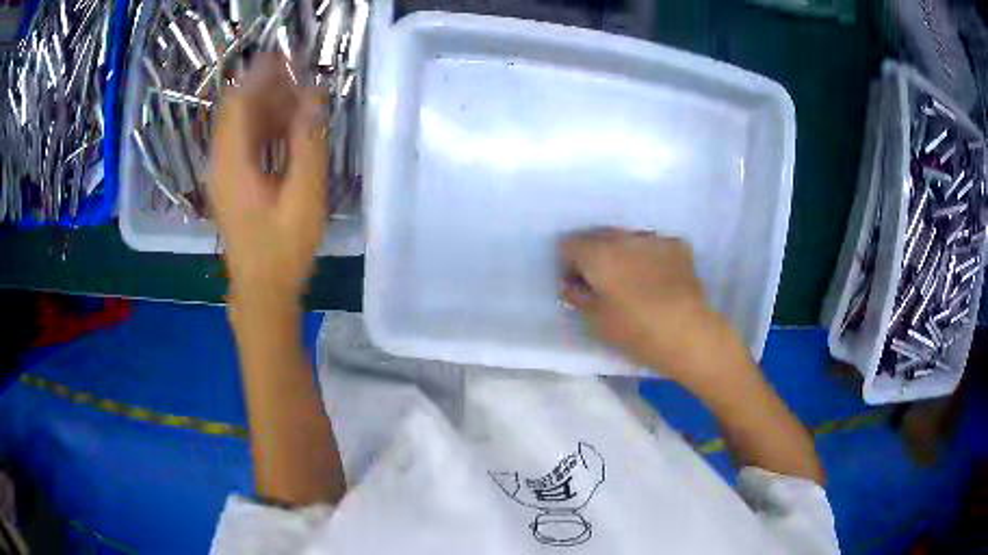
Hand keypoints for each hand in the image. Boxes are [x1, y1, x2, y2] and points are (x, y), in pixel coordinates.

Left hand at [210, 55, 327, 303]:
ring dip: (269, 107)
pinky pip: (244, 142)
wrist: (261, 292)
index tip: (290, 59)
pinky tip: (290, 129)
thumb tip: (313, 99)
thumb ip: (308, 144)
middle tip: (304, 79)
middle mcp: (221, 162)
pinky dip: (265, 128)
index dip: (262, 75)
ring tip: (303, 100)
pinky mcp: (231, 183)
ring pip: (241, 125)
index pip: (239, 102)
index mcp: (232, 163)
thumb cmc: (282, 250)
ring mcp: (223, 173)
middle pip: (238, 109)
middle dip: (268, 88)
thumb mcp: (304, 197)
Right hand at [560, 229, 729, 382]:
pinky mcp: (677, 245)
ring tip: (632, 279)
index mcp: (598, 254)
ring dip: (623, 253)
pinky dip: (649, 256)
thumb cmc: (636, 331)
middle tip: (602, 282)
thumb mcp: (596, 321)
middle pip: (598, 235)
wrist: (688, 333)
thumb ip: (577, 296)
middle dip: (594, 254)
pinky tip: (657, 278)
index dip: (568, 263)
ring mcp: (653, 238)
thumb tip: (571, 283)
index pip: (568, 244)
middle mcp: (623, 237)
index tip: (576, 283)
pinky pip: (653, 244)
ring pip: (627, 238)